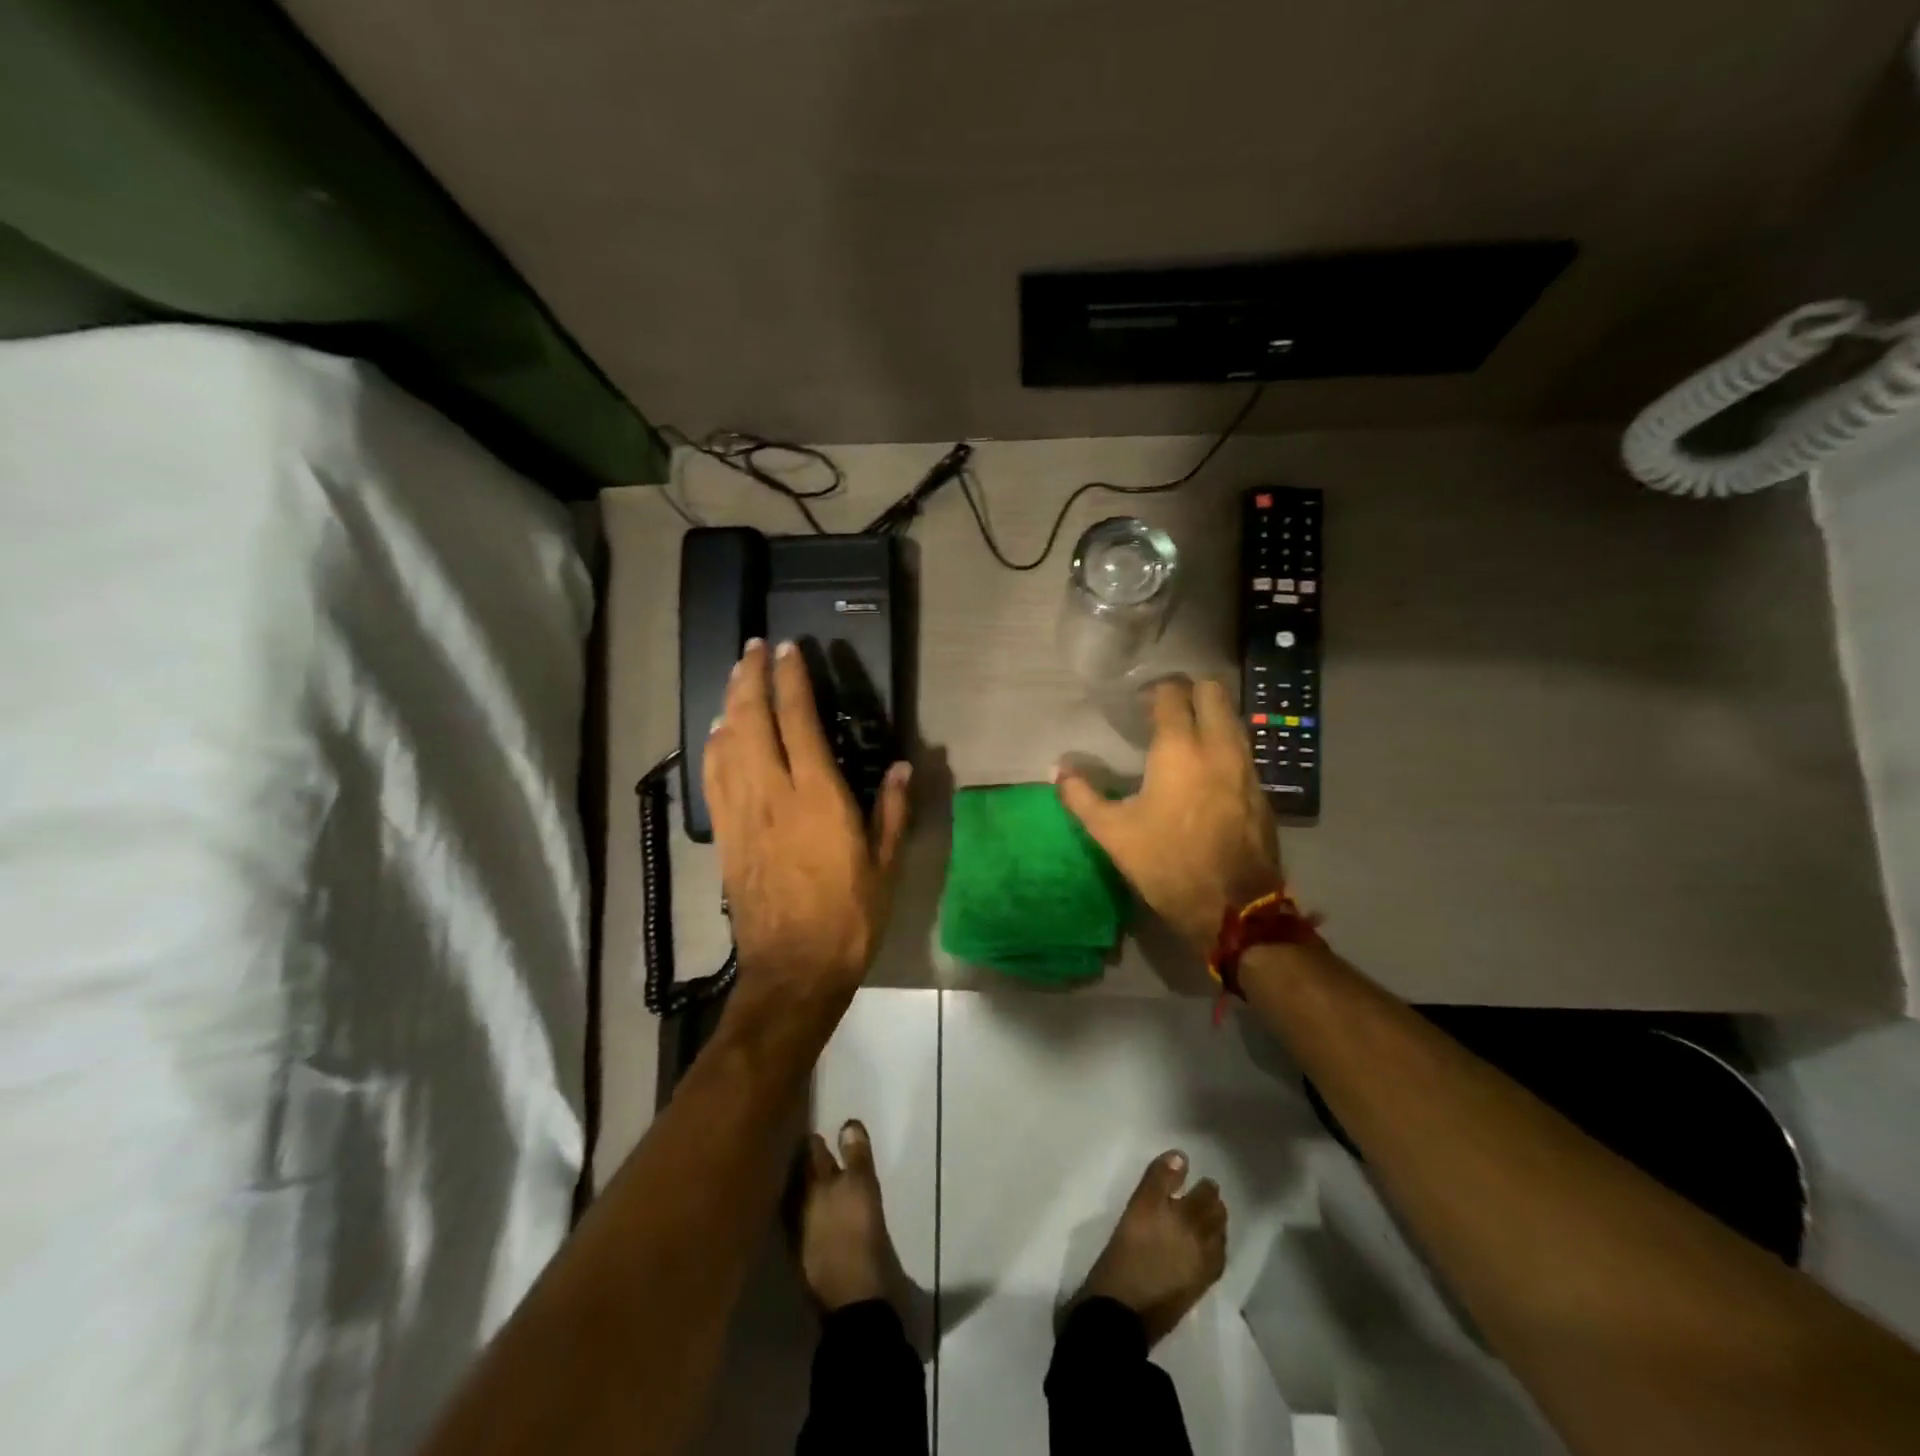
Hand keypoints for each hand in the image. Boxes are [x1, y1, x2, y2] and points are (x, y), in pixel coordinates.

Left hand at [704, 640, 911, 1012]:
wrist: (793, 971)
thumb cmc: (849, 918)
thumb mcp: (884, 865)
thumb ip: (890, 811)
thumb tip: (901, 766)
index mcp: (818, 799)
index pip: (798, 722)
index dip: (791, 681)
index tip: (788, 650)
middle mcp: (773, 796)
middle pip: (751, 721)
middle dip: (750, 678)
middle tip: (752, 648)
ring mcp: (742, 815)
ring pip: (726, 744)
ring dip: (729, 704)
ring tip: (735, 677)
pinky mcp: (725, 836)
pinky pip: (713, 777)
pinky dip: (714, 745)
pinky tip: (717, 732)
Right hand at [1055, 678, 1279, 952]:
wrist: (1234, 907)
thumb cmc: (1166, 862)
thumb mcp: (1112, 833)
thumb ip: (1081, 796)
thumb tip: (1058, 770)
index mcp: (1180, 748)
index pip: (1173, 694)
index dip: (1155, 690)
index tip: (1139, 701)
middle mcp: (1219, 746)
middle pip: (1213, 692)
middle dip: (1190, 691)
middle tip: (1165, 709)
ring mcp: (1246, 767)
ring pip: (1232, 719)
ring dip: (1210, 716)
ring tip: (1184, 736)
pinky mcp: (1261, 790)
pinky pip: (1242, 749)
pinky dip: (1223, 745)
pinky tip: (1205, 769)